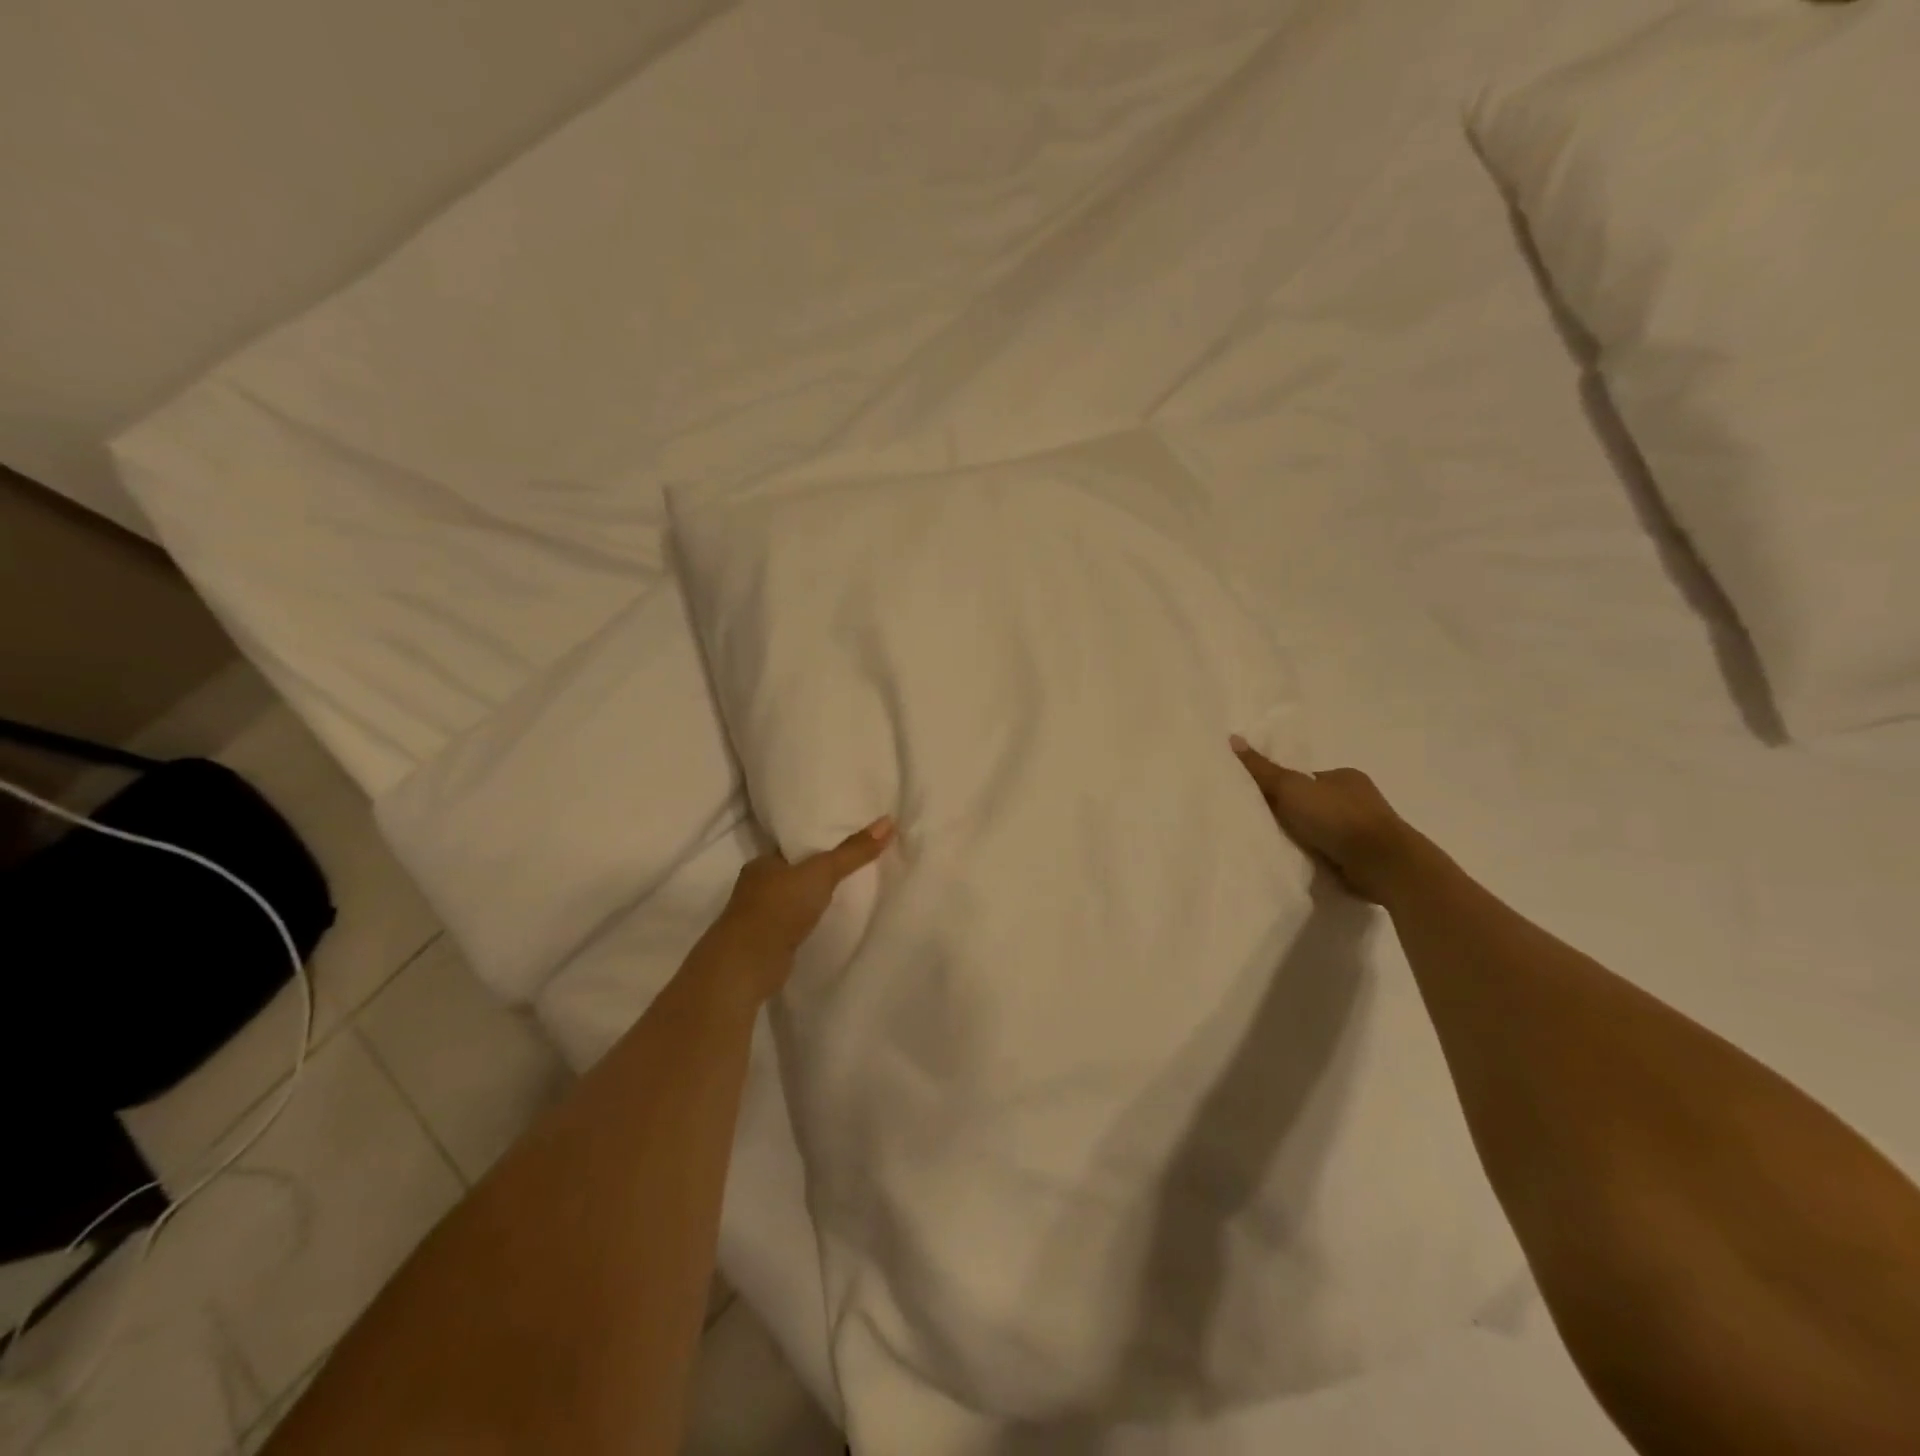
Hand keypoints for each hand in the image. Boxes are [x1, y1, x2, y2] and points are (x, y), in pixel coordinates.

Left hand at [705, 817, 897, 999]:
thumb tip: (888, 821)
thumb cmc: (781, 907)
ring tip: (842, 894)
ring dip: (810, 899)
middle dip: (814, 873)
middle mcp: (756, 887)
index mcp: (762, 863)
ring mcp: (758, 917)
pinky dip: (806, 922)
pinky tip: (823, 923)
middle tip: (849, 867)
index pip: (791, 847)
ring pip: (791, 900)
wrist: (749, 964)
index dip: (815, 844)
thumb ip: (853, 851)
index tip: (840, 842)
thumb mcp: (822, 872)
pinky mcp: (766, 943)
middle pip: (792, 873)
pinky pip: (792, 925)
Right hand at [1230, 737, 1412, 902]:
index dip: (1281, 788)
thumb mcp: (1290, 788)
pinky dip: (1317, 856)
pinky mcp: (1366, 857)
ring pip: (1322, 830)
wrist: (1383, 864)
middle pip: (1312, 803)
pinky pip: (1332, 852)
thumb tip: (1232, 739)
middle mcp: (1358, 799)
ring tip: (1278, 847)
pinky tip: (1301, 863)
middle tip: (1263, 825)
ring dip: (1305, 838)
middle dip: (1292, 814)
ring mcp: (1364, 830)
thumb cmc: (1337, 817)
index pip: (1304, 778)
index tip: (1260, 803)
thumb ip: (1261, 769)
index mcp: (1344, 776)